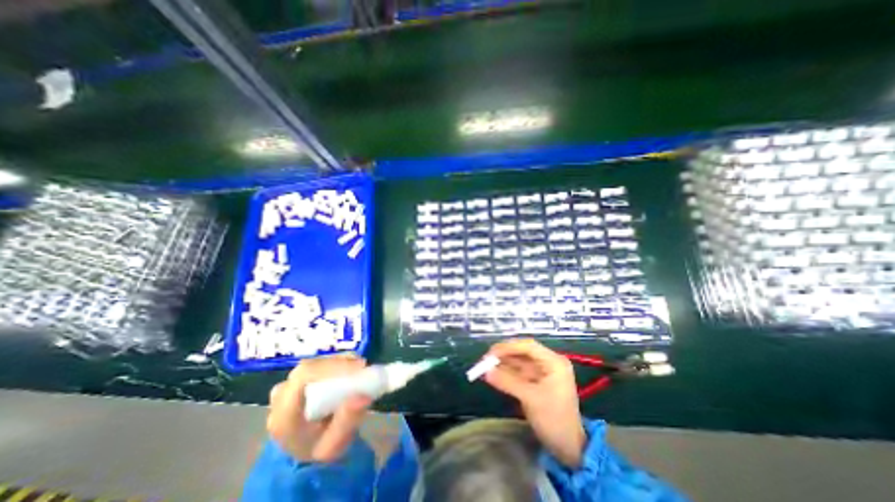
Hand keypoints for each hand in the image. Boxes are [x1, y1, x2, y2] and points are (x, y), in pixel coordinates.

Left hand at [269, 355, 373, 464]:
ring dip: (340, 362)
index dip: (333, 366)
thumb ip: (346, 423)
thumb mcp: (334, 446)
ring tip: (360, 369)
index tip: (359, 367)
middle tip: (363, 367)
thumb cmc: (319, 448)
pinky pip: (318, 364)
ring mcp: (287, 385)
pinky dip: (337, 363)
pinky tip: (351, 369)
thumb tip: (364, 396)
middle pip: (311, 367)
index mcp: (283, 415)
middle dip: (340, 363)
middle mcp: (280, 396)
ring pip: (316, 362)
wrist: (305, 450)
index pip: (304, 376)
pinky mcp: (296, 379)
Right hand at [482, 340, 588, 468]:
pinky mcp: (535, 381)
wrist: (568, 448)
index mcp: (554, 362)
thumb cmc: (554, 419)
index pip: (528, 346)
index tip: (491, 353)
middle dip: (504, 355)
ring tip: (485, 367)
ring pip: (518, 361)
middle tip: (485, 360)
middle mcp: (548, 362)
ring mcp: (541, 372)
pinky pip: (517, 372)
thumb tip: (486, 371)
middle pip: (522, 352)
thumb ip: (508, 382)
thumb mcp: (531, 399)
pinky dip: (505, 373)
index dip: (509, 347)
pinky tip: (493, 374)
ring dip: (502, 363)